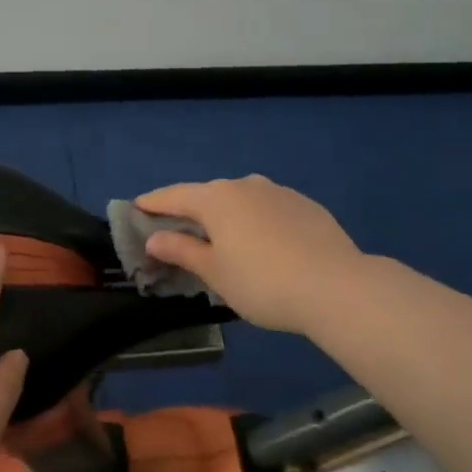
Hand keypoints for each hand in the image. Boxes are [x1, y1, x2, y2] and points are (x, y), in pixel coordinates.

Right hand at [133, 175, 367, 335]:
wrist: (337, 286)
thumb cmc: (263, 282)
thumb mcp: (215, 272)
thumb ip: (182, 250)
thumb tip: (154, 237)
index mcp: (216, 198)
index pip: (174, 196)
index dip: (152, 203)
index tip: (135, 208)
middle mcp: (245, 185)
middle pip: (207, 195)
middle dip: (190, 212)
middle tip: (177, 232)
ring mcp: (278, 192)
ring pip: (240, 200)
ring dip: (226, 216)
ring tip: (222, 240)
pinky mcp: (305, 205)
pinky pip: (268, 209)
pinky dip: (255, 221)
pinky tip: (263, 245)